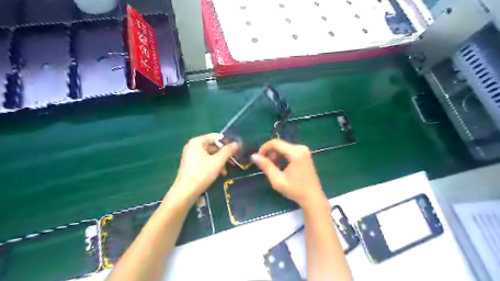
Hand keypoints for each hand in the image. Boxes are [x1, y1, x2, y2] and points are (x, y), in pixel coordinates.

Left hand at [167, 133, 237, 202]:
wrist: (185, 192)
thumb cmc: (202, 174)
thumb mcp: (218, 161)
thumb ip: (228, 151)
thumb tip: (237, 143)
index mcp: (197, 142)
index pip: (216, 136)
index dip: (227, 142)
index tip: (236, 149)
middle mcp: (193, 146)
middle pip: (213, 146)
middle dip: (224, 153)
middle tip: (235, 159)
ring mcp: (192, 155)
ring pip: (211, 154)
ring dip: (221, 161)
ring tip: (228, 169)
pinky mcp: (192, 164)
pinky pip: (206, 160)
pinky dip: (214, 165)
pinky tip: (221, 173)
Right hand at [253, 139, 326, 207]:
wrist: (312, 197)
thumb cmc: (295, 190)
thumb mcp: (277, 180)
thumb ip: (266, 166)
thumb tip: (254, 156)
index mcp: (295, 153)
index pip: (275, 143)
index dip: (264, 148)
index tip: (258, 158)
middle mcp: (301, 148)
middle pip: (280, 144)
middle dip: (270, 153)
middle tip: (264, 164)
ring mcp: (304, 150)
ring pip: (284, 147)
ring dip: (275, 155)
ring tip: (272, 167)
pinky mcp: (305, 154)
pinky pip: (289, 151)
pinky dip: (282, 156)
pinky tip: (280, 166)